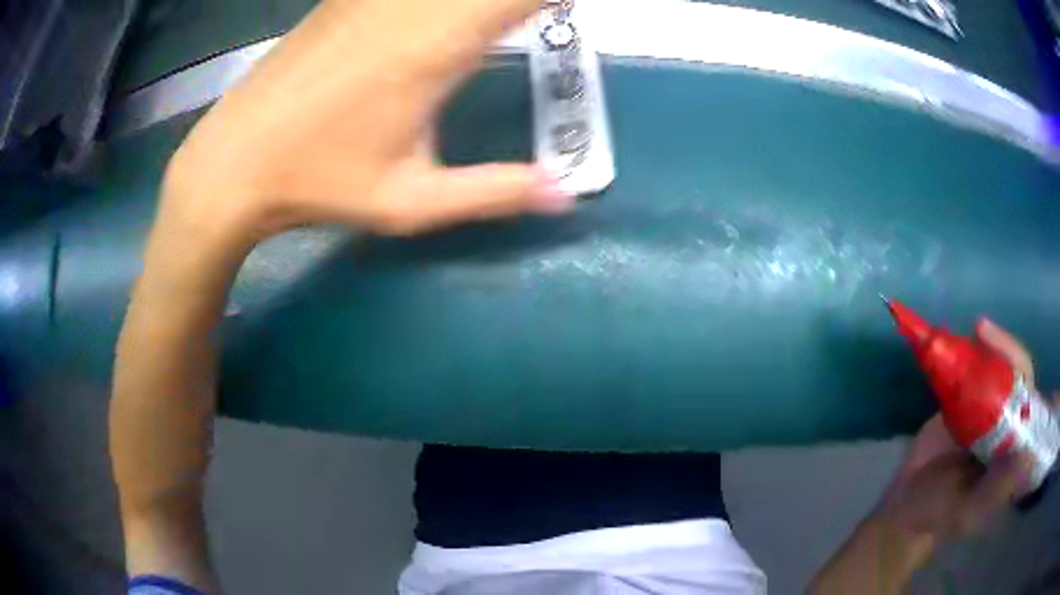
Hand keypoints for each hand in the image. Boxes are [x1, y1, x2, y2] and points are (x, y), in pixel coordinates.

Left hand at [159, 0, 569, 251]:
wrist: (234, 161)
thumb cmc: (320, 183)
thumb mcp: (411, 203)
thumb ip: (494, 192)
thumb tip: (566, 195)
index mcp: (436, 46)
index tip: (568, 9)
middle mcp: (409, 5)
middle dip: (518, 0)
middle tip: (541, 15)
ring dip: (481, 1)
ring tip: (499, 20)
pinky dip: (440, 1)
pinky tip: (437, 19)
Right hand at [878, 319, 1037, 550]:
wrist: (904, 507)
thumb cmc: (940, 515)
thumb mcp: (969, 511)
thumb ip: (996, 490)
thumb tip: (1028, 455)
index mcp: (1017, 447)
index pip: (1034, 403)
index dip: (1031, 377)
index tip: (1018, 361)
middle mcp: (1009, 422)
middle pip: (1019, 375)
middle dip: (1008, 350)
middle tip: (984, 332)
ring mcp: (989, 408)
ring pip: (1000, 367)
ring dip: (993, 344)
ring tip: (978, 331)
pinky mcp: (967, 399)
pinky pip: (975, 369)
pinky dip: (971, 350)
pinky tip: (965, 339)